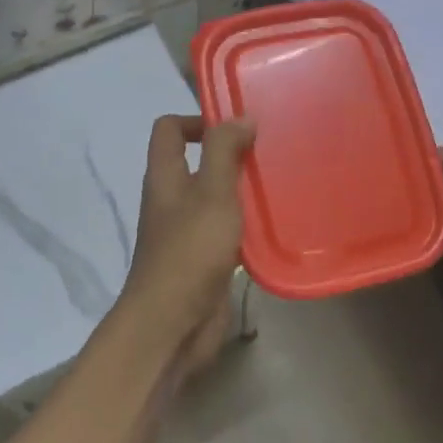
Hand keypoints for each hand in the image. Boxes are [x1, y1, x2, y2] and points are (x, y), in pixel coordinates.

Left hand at [118, 114, 256, 374]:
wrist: (172, 324)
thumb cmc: (190, 251)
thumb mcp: (212, 192)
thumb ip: (224, 151)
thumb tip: (240, 118)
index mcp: (165, 176)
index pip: (170, 129)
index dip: (198, 119)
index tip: (237, 126)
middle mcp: (171, 199)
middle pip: (196, 161)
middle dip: (230, 154)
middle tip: (268, 153)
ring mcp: (186, 231)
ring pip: (214, 196)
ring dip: (241, 189)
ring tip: (278, 184)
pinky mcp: (203, 259)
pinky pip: (225, 229)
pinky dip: (245, 223)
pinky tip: (273, 226)